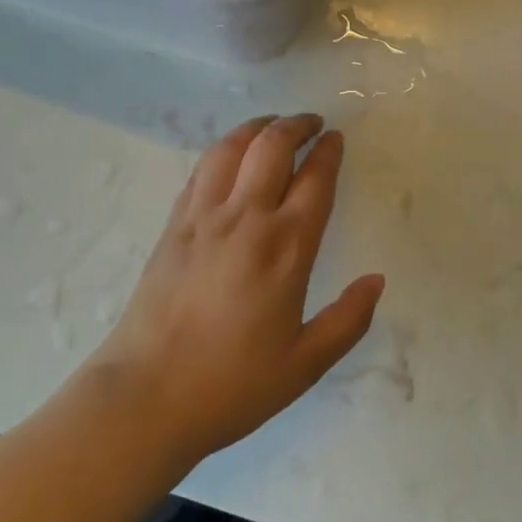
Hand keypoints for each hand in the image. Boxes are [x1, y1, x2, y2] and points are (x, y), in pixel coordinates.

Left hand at [88, 115, 383, 464]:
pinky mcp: (174, 224)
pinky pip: (202, 168)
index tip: (336, 139)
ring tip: (273, 125)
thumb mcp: (305, 364)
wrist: (145, 398)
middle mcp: (247, 217)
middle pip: (273, 146)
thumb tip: (377, 280)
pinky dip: (224, 149)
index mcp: (286, 247)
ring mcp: (205, 216)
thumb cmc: (231, 385)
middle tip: (312, 123)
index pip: (315, 179)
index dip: (329, 152)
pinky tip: (231, 155)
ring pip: (233, 146)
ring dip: (258, 127)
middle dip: (297, 125)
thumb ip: (348, 320)